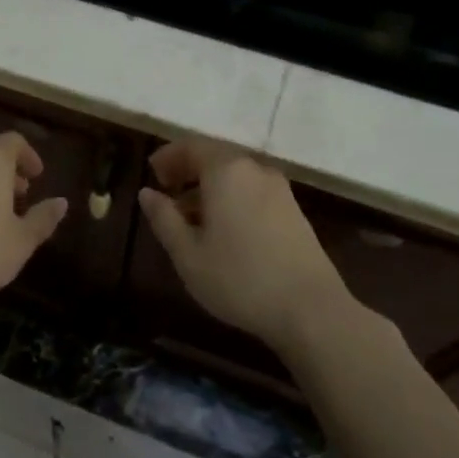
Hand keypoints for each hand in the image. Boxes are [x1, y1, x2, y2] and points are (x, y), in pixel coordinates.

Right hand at [138, 140, 366, 353]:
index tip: (152, 173)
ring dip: (210, 189)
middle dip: (189, 172)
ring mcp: (279, 190)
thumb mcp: (188, 254)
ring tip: (190, 219)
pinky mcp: (294, 211)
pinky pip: (253, 192)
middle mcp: (255, 170)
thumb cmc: (239, 278)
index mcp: (226, 171)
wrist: (311, 310)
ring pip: (236, 177)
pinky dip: (232, 200)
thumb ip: (164, 218)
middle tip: (168, 194)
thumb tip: (147, 193)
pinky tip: (223, 231)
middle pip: (215, 159)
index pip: (192, 147)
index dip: (169, 157)